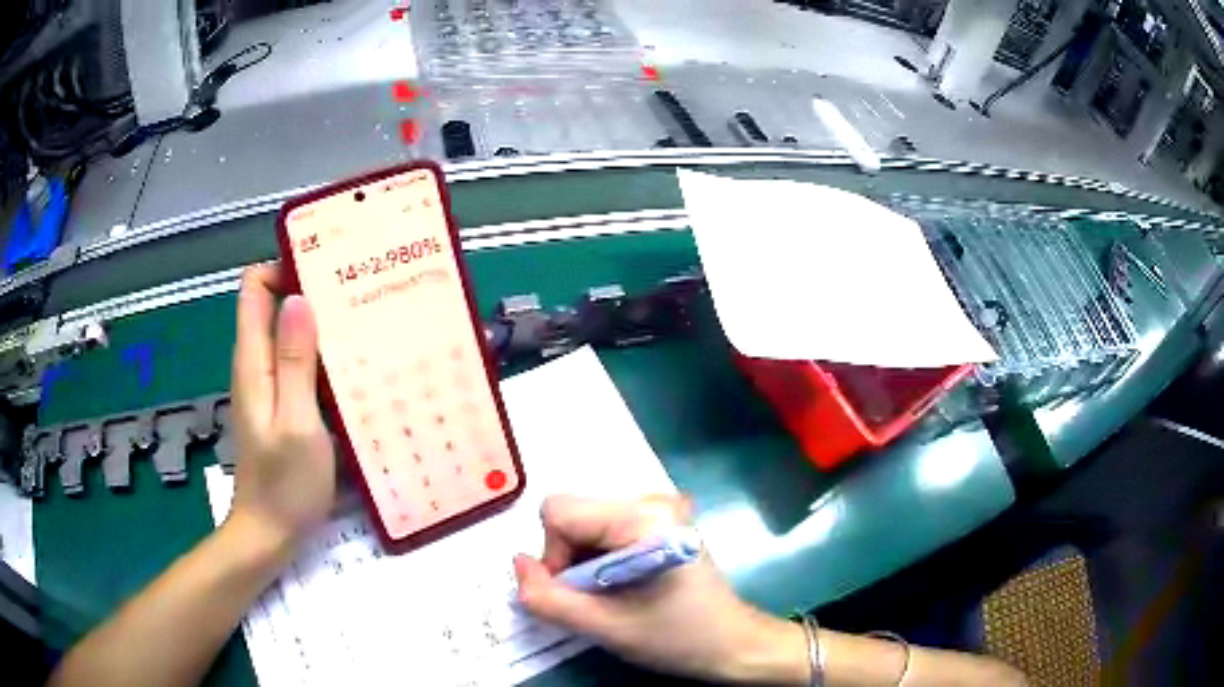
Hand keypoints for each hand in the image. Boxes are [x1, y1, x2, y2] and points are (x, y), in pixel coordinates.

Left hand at [228, 264, 336, 551]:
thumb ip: (294, 362)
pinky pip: (300, 363)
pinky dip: (323, 354)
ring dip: (321, 322)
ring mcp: (269, 386)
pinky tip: (354, 365)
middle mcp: (257, 365)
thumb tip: (298, 300)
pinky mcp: (283, 405)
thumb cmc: (284, 484)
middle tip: (359, 291)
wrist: (270, 533)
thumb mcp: (296, 423)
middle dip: (311, 289)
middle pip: (275, 305)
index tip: (326, 266)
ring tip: (365, 321)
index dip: (284, 266)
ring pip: (290, 334)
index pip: (255, 287)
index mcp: (253, 360)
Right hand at [513, 495, 806, 683]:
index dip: (553, 557)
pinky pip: (604, 529)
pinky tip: (622, 585)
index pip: (559, 513)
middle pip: (572, 515)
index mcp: (643, 516)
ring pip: (584, 523)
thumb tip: (517, 565)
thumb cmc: (677, 637)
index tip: (577, 593)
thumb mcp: (605, 627)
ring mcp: (658, 507)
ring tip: (611, 595)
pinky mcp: (660, 521)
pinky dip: (598, 558)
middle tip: (594, 598)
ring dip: (582, 561)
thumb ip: (548, 598)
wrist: (733, 643)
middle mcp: (651, 499)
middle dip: (567, 560)